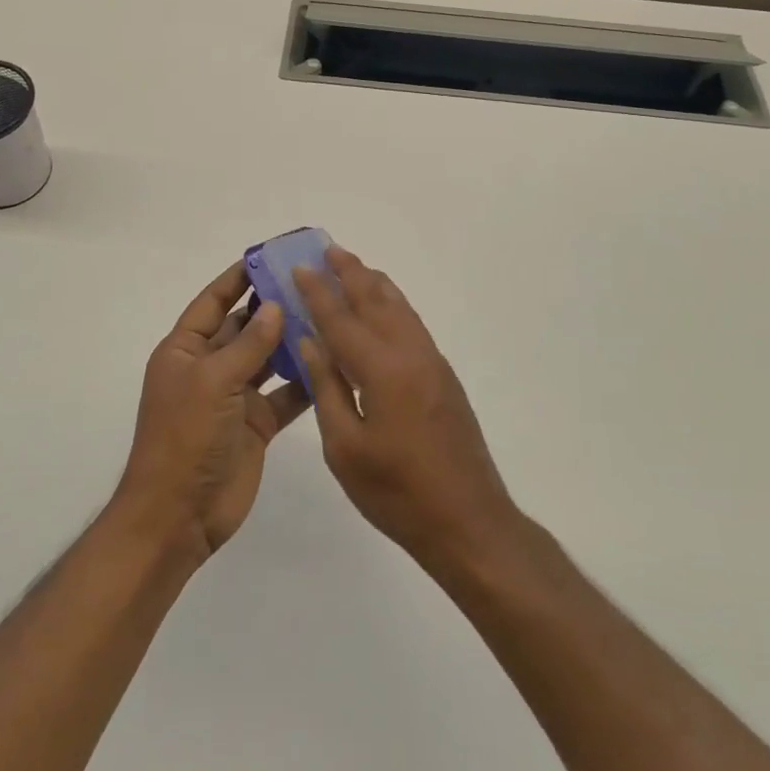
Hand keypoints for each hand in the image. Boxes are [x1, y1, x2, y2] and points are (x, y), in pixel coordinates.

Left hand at [115, 262, 309, 561]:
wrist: (178, 516)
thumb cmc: (184, 437)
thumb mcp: (212, 381)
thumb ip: (248, 344)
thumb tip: (276, 307)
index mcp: (185, 350)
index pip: (214, 302)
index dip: (238, 278)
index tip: (269, 256)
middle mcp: (209, 367)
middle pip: (244, 327)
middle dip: (273, 306)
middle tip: (312, 283)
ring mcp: (234, 396)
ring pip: (267, 358)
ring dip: (292, 340)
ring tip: (329, 315)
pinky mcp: (257, 423)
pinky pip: (284, 393)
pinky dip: (304, 380)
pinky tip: (332, 362)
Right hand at [294, 247, 520, 576]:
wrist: (469, 522)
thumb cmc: (397, 493)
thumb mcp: (346, 448)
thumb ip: (327, 388)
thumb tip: (310, 341)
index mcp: (382, 370)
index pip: (340, 320)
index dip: (317, 293)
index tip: (299, 267)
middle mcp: (410, 354)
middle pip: (375, 300)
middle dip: (348, 273)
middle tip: (327, 248)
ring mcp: (431, 362)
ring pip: (398, 307)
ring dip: (373, 283)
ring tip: (352, 265)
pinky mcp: (443, 375)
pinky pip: (412, 323)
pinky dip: (392, 303)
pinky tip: (384, 305)